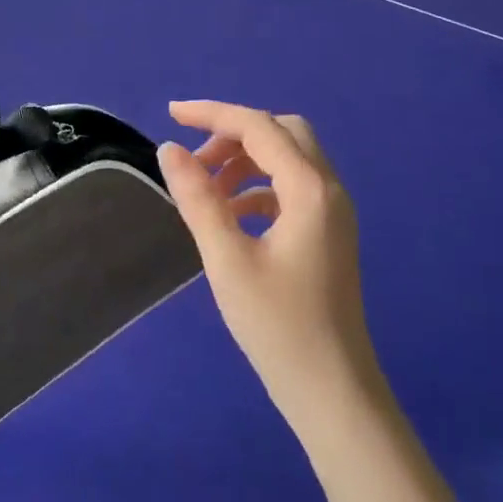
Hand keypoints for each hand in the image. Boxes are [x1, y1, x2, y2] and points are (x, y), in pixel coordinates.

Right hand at [157, 101, 382, 440]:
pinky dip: (258, 188)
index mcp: (309, 190)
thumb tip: (169, 150)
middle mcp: (329, 191)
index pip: (260, 127)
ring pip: (288, 160)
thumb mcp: (226, 258)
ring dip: (246, 161)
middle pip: (283, 133)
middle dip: (234, 135)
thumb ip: (198, 198)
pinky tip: (231, 217)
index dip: (213, 114)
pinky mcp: (327, 234)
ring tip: (206, 191)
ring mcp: (333, 213)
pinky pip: (291, 189)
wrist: (330, 387)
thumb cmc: (276, 324)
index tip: (170, 114)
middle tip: (195, 161)